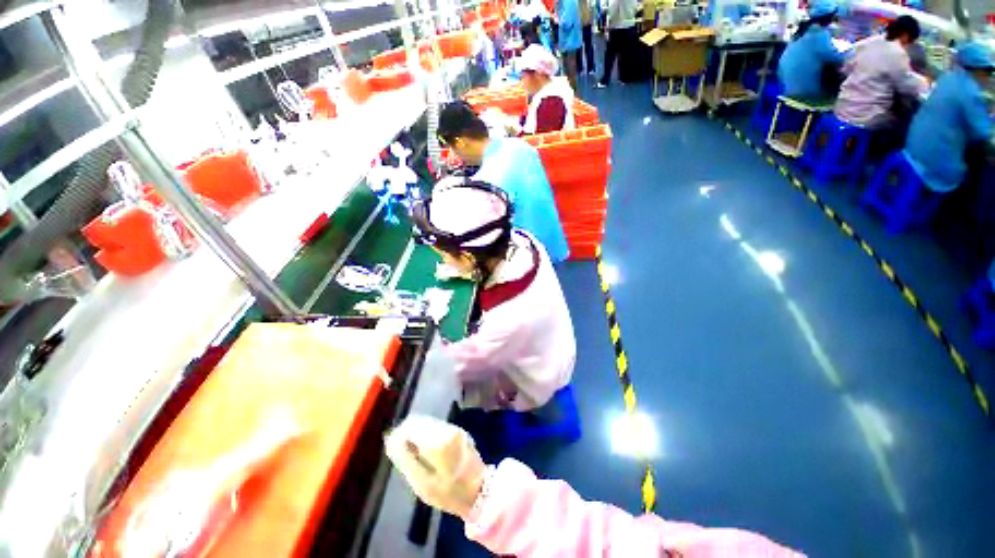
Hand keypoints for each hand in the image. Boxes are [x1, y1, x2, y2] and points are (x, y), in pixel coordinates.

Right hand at [385, 415, 485, 518]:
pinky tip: (427, 451)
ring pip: (428, 422)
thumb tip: (391, 440)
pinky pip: (436, 426)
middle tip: (402, 454)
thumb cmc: (448, 492)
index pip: (410, 426)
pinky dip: (427, 434)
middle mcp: (446, 428)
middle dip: (408, 434)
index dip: (398, 435)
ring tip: (415, 454)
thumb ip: (405, 459)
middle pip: (419, 421)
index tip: (392, 449)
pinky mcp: (458, 430)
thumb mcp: (422, 483)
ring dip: (418, 434)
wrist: (479, 491)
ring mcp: (454, 427)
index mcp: (437, 441)